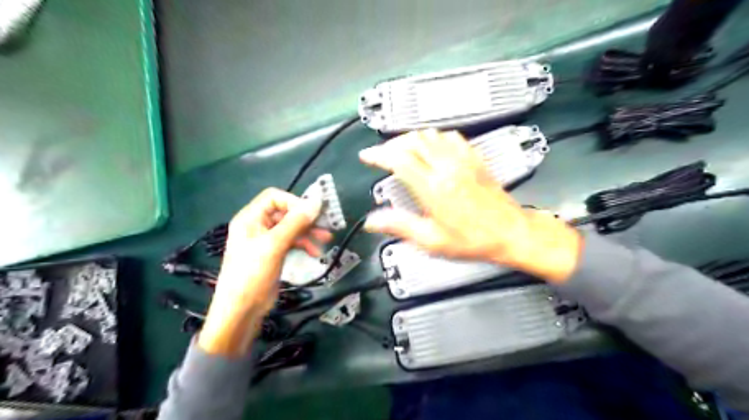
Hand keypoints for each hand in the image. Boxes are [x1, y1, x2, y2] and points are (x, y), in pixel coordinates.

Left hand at [199, 189, 329, 355]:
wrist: (241, 310)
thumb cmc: (253, 273)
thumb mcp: (274, 245)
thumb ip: (295, 223)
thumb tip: (316, 203)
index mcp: (250, 218)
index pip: (275, 198)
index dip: (294, 202)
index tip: (312, 213)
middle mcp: (257, 226)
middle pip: (285, 213)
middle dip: (305, 219)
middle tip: (326, 226)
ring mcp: (266, 241)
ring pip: (291, 228)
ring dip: (308, 233)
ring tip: (326, 240)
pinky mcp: (274, 254)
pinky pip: (291, 242)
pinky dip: (304, 244)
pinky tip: (315, 252)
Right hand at [359, 130, 580, 282]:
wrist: (510, 232)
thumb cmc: (474, 239)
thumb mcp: (432, 240)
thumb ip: (400, 226)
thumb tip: (374, 221)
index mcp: (433, 188)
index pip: (399, 159)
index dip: (379, 154)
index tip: (368, 156)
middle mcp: (447, 168)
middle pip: (412, 141)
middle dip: (391, 144)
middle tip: (382, 154)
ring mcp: (463, 161)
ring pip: (430, 135)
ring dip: (411, 139)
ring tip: (402, 149)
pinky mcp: (475, 159)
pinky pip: (451, 137)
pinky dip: (434, 137)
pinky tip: (432, 146)